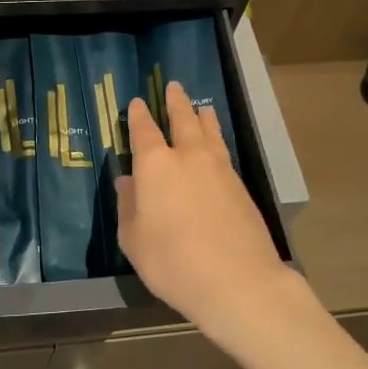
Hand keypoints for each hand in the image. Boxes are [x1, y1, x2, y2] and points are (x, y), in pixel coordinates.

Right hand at [118, 80, 293, 343]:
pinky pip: (223, 151)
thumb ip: (129, 207)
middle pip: (182, 121)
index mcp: (156, 167)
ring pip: (209, 132)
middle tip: (174, 87)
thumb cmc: (173, 264)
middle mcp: (188, 158)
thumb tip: (127, 182)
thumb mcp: (134, 241)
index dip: (139, 116)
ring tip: (201, 107)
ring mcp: (219, 169)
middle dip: (176, 103)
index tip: (137, 102)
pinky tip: (216, 145)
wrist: (238, 282)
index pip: (144, 132)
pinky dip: (217, 139)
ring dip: (202, 117)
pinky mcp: (240, 186)